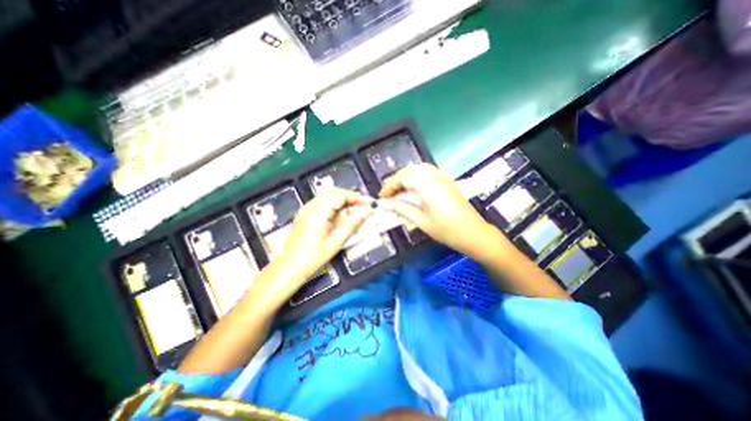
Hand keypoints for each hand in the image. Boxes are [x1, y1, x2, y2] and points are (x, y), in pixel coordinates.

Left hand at [274, 189, 372, 281]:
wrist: (290, 267)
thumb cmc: (313, 258)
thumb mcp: (336, 241)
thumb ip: (352, 224)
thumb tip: (367, 211)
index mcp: (318, 212)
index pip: (340, 195)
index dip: (357, 198)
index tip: (369, 204)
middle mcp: (310, 206)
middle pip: (334, 192)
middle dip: (350, 197)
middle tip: (363, 206)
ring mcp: (306, 209)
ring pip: (328, 196)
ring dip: (342, 200)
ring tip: (355, 210)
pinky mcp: (304, 214)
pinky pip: (322, 203)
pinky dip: (334, 205)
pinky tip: (341, 215)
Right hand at [383, 164, 503, 259]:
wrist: (474, 233)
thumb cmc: (448, 231)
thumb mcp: (422, 222)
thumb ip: (402, 209)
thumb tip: (385, 205)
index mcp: (428, 187)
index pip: (403, 178)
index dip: (389, 185)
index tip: (382, 197)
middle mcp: (436, 177)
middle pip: (410, 170)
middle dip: (396, 180)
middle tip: (388, 194)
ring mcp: (443, 177)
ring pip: (418, 168)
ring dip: (405, 176)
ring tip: (398, 190)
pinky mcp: (447, 181)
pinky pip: (427, 171)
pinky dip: (416, 175)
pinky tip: (413, 187)